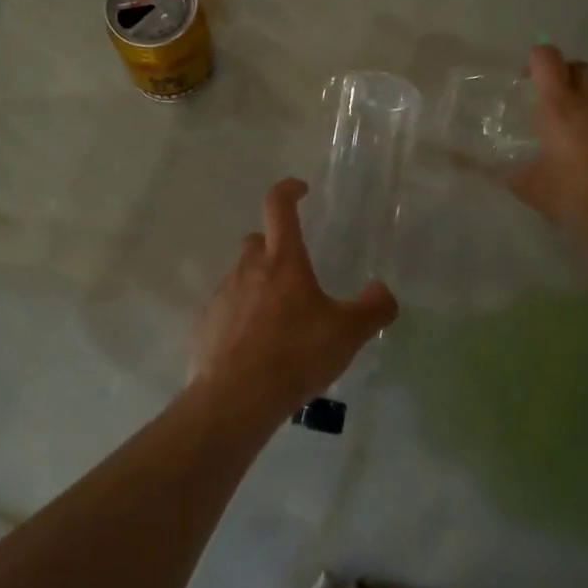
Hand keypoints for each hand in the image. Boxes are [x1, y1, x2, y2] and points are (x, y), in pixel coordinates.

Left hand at [188, 178, 399, 422]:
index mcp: (282, 261)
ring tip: (278, 323)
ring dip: (258, 288)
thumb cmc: (295, 354)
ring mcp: (222, 294)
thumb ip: (373, 308)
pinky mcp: (204, 323)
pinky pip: (225, 310)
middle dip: (274, 250)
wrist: (236, 397)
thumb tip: (382, 291)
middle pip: (258, 243)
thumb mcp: (347, 334)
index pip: (279, 206)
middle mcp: (247, 268)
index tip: (300, 190)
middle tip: (295, 278)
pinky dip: (239, 318)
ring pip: (241, 277)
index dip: (288, 190)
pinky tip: (253, 348)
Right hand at [507, 44, 587, 274]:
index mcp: (560, 108)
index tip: (533, 80)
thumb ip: (521, 174)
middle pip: (582, 69)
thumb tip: (514, 171)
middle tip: (567, 108)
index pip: (546, 59)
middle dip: (571, 81)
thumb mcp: (535, 192)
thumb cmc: (581, 204)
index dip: (537, 62)